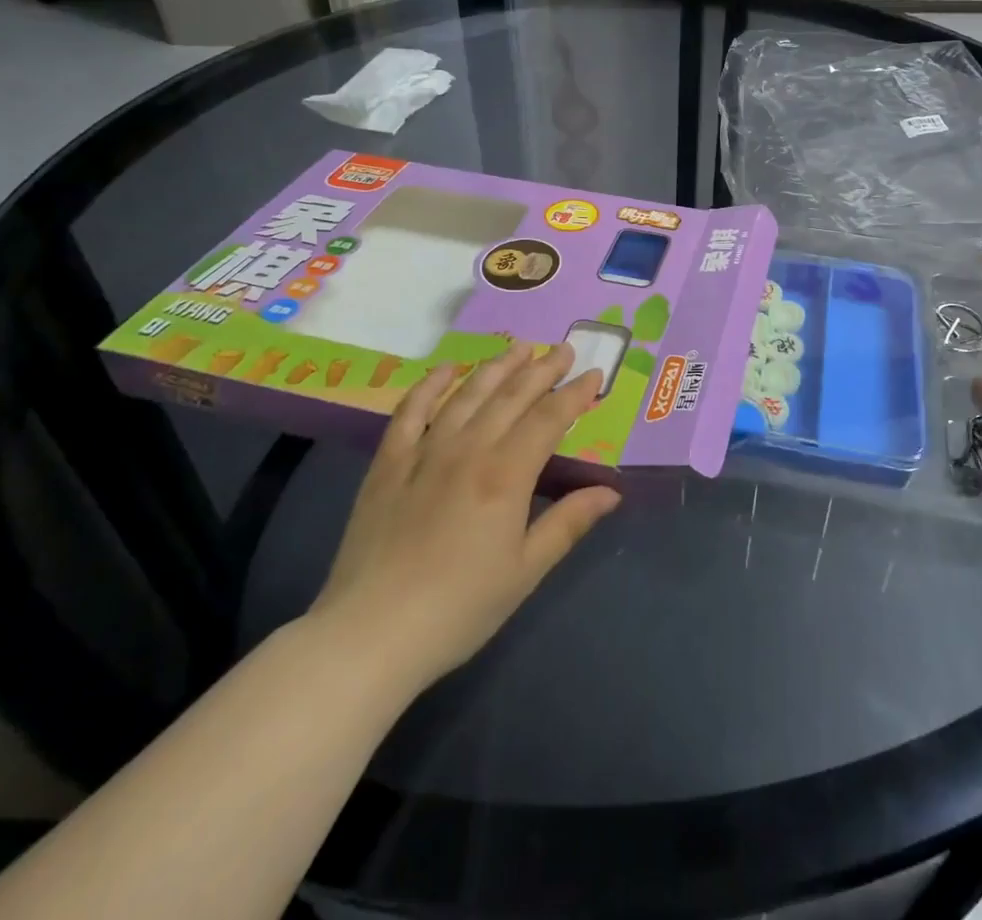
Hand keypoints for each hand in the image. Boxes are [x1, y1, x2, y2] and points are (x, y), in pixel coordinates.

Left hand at [305, 344, 619, 692]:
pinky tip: (447, 368)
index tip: (594, 374)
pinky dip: (430, 384)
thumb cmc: (459, 609)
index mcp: (506, 475)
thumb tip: (611, 491)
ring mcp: (424, 451)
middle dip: (542, 369)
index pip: (549, 419)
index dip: (575, 394)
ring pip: (468, 394)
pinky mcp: (388, 463)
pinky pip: (411, 410)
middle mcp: (468, 449)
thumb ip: (568, 524)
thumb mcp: (525, 571)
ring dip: (497, 367)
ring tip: (519, 347)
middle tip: (563, 348)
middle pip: (512, 396)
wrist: (369, 634)